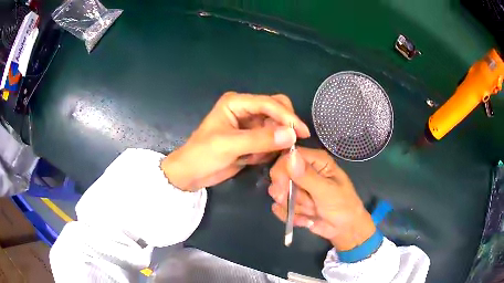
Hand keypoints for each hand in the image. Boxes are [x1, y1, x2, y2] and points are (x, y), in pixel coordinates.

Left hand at [161, 92, 309, 190]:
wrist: (191, 174)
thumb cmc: (203, 155)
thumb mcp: (229, 145)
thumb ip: (261, 139)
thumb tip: (292, 135)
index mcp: (236, 103)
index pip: (269, 103)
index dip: (287, 116)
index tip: (302, 133)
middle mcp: (245, 110)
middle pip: (276, 110)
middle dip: (284, 126)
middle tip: (290, 144)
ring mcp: (249, 125)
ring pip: (276, 127)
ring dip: (276, 142)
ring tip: (262, 156)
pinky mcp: (251, 140)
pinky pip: (270, 141)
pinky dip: (269, 151)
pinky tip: (255, 159)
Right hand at [269, 147, 375, 250]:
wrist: (344, 229)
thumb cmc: (343, 206)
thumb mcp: (327, 191)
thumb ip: (308, 176)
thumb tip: (290, 157)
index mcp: (316, 161)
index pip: (288, 156)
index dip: (281, 171)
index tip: (282, 188)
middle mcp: (304, 170)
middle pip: (279, 175)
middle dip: (290, 194)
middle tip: (306, 204)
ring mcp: (297, 187)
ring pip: (279, 194)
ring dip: (295, 207)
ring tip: (313, 210)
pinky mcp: (292, 202)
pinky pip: (280, 208)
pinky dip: (293, 217)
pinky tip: (307, 219)